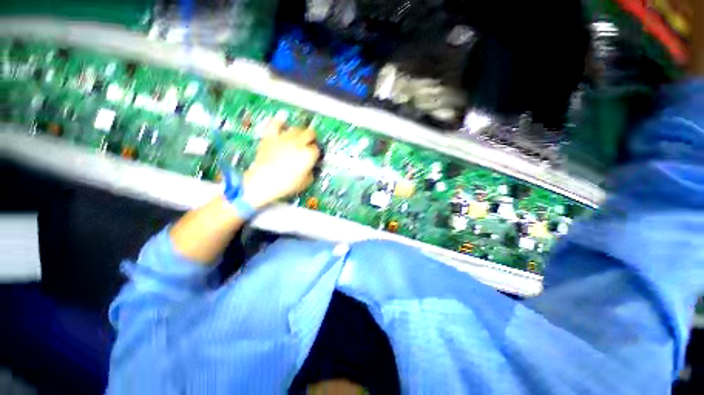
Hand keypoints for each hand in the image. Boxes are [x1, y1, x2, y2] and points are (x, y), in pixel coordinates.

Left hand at [242, 120, 319, 208]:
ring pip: (296, 128)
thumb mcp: (306, 182)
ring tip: (298, 137)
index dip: (315, 152)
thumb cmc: (286, 184)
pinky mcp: (271, 137)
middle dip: (312, 138)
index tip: (314, 156)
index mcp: (308, 154)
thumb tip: (309, 168)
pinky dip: (279, 122)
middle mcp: (298, 143)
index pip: (316, 148)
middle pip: (310, 133)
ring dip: (299, 132)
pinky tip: (282, 121)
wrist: (264, 181)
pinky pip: (275, 124)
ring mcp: (284, 138)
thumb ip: (311, 172)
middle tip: (310, 143)